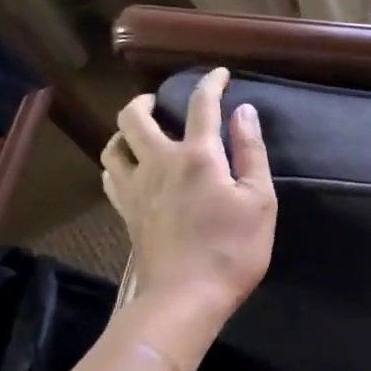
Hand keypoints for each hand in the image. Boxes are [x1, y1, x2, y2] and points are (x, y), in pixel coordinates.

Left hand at [102, 68, 275, 319]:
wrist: (185, 297)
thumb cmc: (232, 249)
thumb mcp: (260, 200)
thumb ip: (251, 152)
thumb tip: (244, 112)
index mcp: (198, 156)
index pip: (202, 105)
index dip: (210, 83)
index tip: (219, 73)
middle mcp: (159, 163)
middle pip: (135, 117)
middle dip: (146, 100)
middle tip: (160, 101)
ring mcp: (135, 188)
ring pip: (113, 144)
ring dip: (124, 130)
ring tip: (139, 131)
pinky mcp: (125, 212)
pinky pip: (110, 175)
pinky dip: (117, 161)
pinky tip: (129, 168)